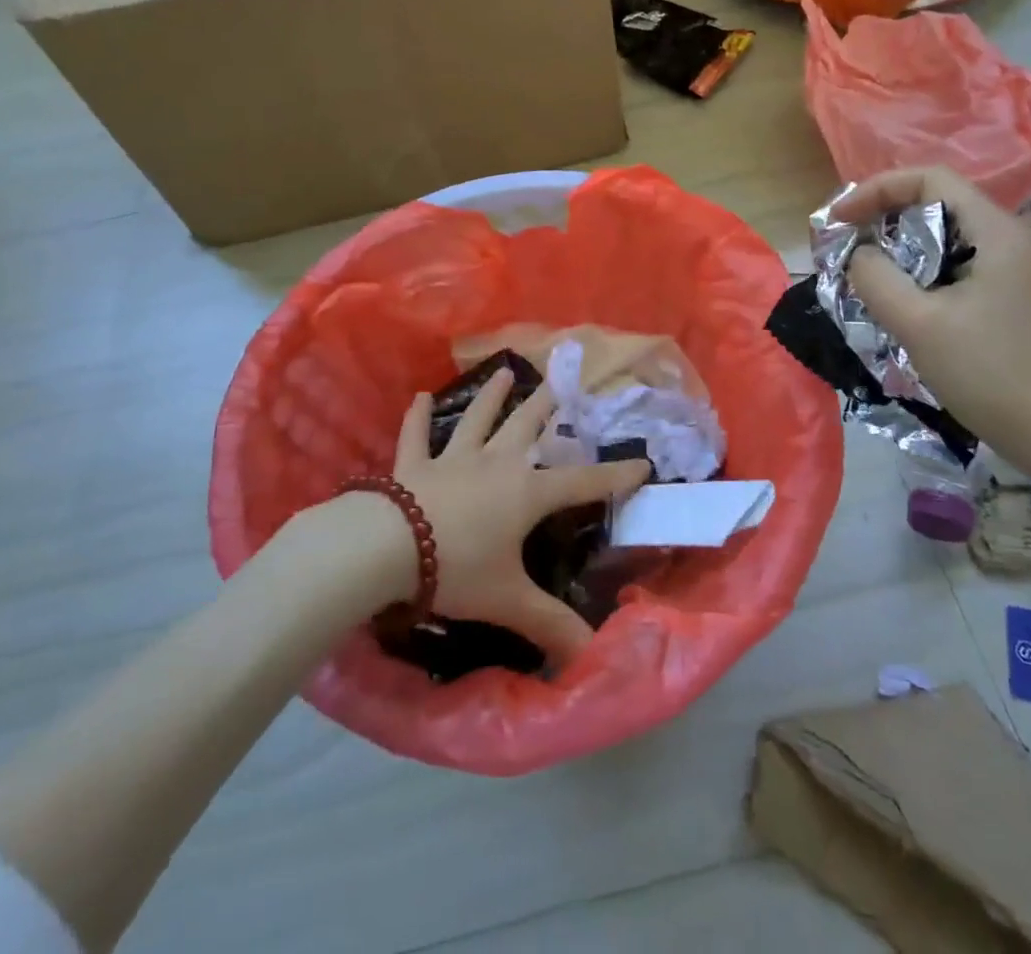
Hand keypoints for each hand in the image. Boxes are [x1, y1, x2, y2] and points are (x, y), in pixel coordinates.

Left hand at [391, 369, 648, 664]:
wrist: (388, 548)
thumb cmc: (457, 569)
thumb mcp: (509, 600)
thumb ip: (551, 626)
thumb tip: (592, 659)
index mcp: (525, 494)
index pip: (581, 483)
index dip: (614, 476)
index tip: (642, 463)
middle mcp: (495, 465)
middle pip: (526, 427)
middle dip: (547, 405)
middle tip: (560, 379)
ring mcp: (452, 460)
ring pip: (477, 420)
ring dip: (491, 396)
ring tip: (505, 371)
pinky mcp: (413, 466)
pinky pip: (416, 436)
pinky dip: (417, 417)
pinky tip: (420, 396)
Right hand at [834, 164, 1030, 469]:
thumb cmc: (991, 373)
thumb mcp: (919, 324)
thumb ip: (876, 279)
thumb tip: (857, 255)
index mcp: (993, 231)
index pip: (928, 179)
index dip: (876, 189)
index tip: (839, 219)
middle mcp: (1003, 239)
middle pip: (933, 203)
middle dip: (881, 217)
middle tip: (843, 246)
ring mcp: (1005, 270)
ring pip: (939, 238)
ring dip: (895, 248)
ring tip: (859, 272)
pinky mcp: (1001, 298)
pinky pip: (947, 267)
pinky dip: (913, 272)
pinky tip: (893, 300)